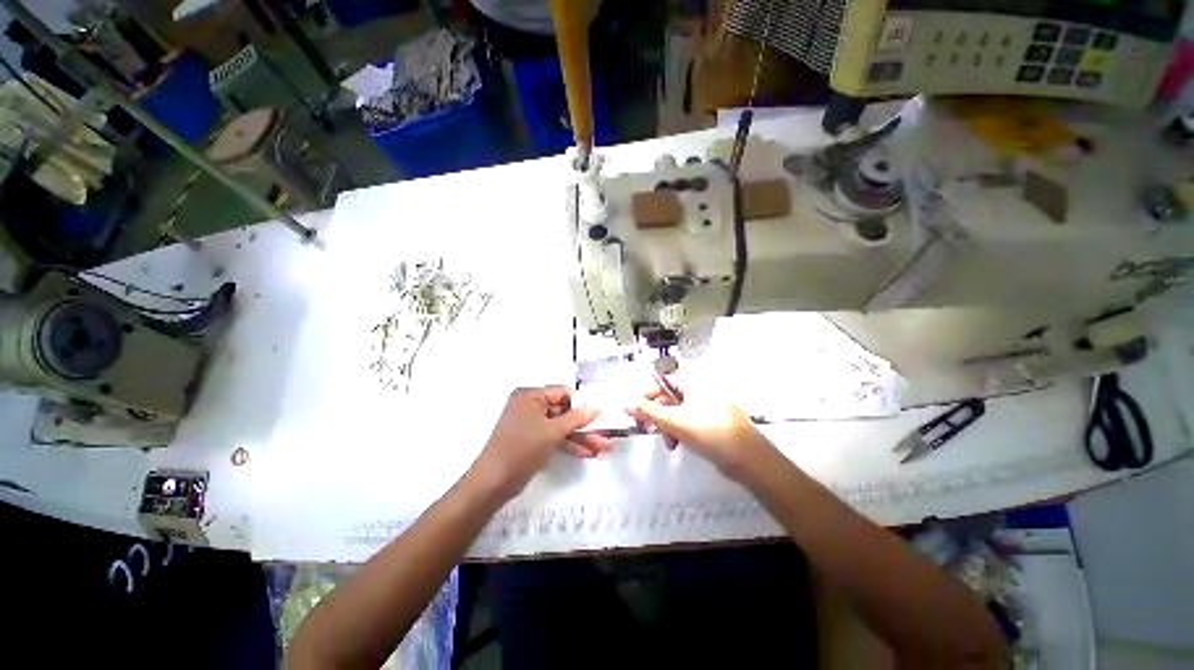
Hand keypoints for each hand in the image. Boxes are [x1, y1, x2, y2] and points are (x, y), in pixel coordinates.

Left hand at [471, 387, 610, 499]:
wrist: (493, 483)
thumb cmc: (522, 448)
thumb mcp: (553, 431)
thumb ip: (577, 417)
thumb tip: (598, 405)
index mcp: (530, 396)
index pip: (563, 393)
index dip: (583, 402)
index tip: (602, 411)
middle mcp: (530, 406)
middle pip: (564, 411)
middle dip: (584, 425)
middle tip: (605, 432)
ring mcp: (531, 424)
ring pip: (561, 427)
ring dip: (580, 437)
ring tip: (602, 447)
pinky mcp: (532, 440)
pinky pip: (554, 437)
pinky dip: (568, 444)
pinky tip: (586, 453)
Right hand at [627, 384, 773, 482]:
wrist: (748, 458)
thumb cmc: (708, 432)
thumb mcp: (673, 421)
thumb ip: (648, 411)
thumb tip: (627, 404)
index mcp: (693, 382)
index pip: (662, 381)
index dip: (648, 395)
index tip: (638, 411)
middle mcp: (701, 390)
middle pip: (669, 398)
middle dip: (658, 415)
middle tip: (650, 429)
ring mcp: (709, 405)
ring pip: (679, 412)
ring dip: (668, 426)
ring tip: (669, 443)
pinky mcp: (714, 421)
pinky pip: (690, 421)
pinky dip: (681, 431)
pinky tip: (679, 444)